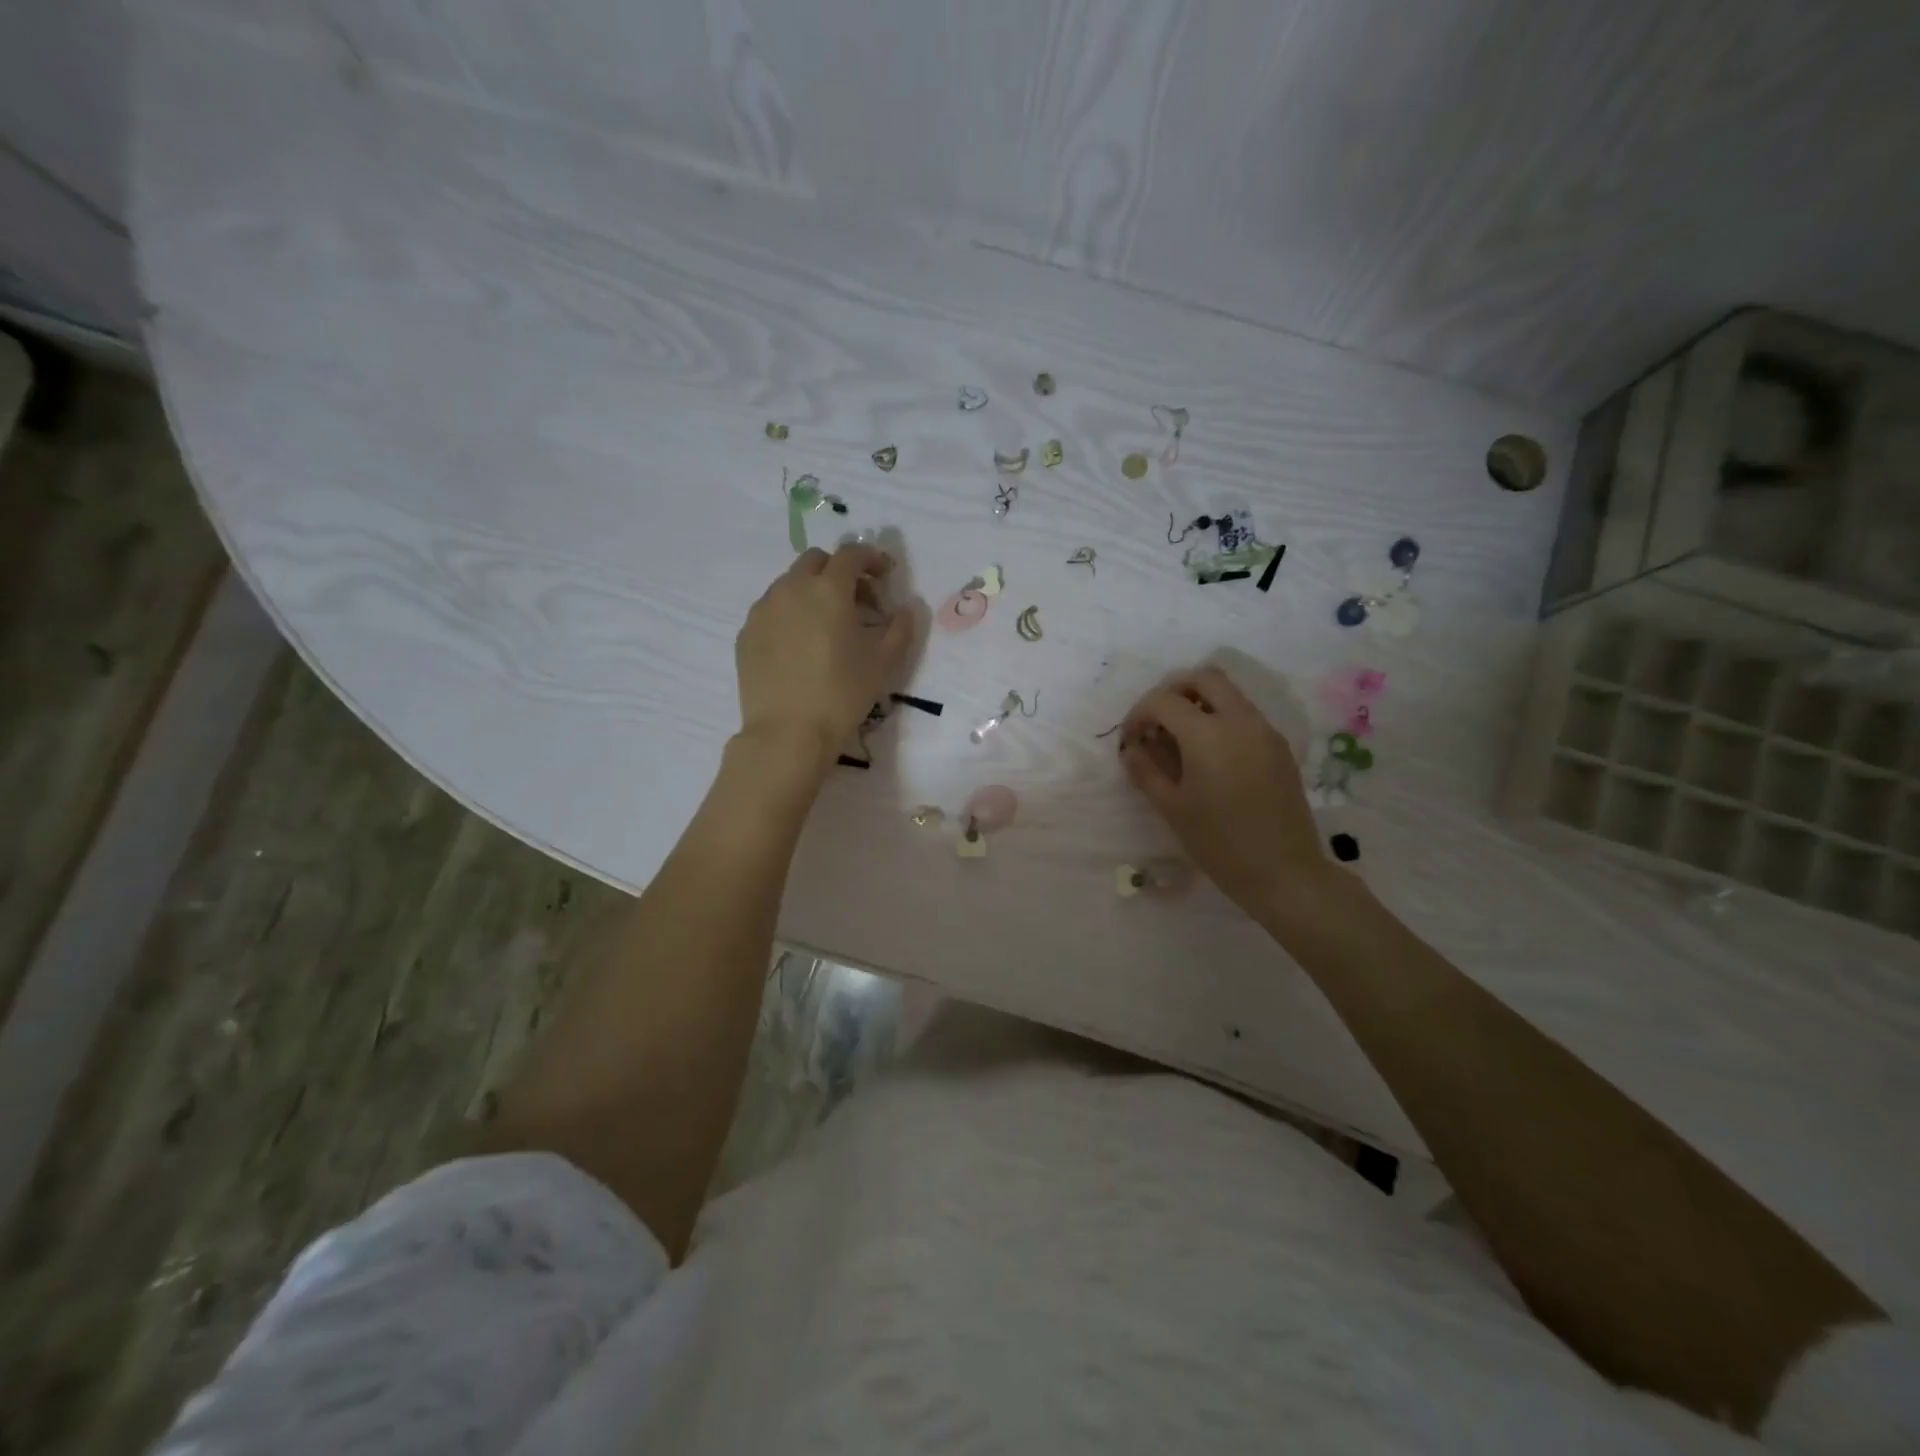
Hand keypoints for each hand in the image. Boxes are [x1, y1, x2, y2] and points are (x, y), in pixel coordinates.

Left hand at [735, 544, 915, 765]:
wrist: (787, 733)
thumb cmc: (842, 693)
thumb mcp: (884, 661)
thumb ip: (900, 627)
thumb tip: (905, 609)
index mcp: (828, 588)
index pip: (852, 555)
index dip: (872, 558)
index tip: (884, 575)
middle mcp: (791, 588)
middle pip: (816, 561)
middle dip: (839, 571)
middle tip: (857, 601)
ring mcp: (763, 609)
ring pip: (789, 583)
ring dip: (812, 592)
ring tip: (826, 625)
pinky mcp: (746, 633)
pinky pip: (771, 610)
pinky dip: (790, 614)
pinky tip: (800, 645)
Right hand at [1118, 666, 1330, 918]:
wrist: (1284, 872)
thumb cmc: (1219, 843)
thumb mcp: (1172, 808)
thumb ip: (1146, 771)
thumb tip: (1131, 748)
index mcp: (1208, 733)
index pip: (1164, 701)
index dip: (1139, 714)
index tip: (1130, 740)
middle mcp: (1240, 720)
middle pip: (1203, 678)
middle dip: (1173, 692)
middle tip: (1156, 723)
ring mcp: (1265, 731)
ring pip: (1228, 693)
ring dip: (1198, 703)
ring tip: (1180, 741)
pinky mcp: (1279, 747)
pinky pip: (1244, 715)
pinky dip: (1220, 719)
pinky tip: (1209, 757)